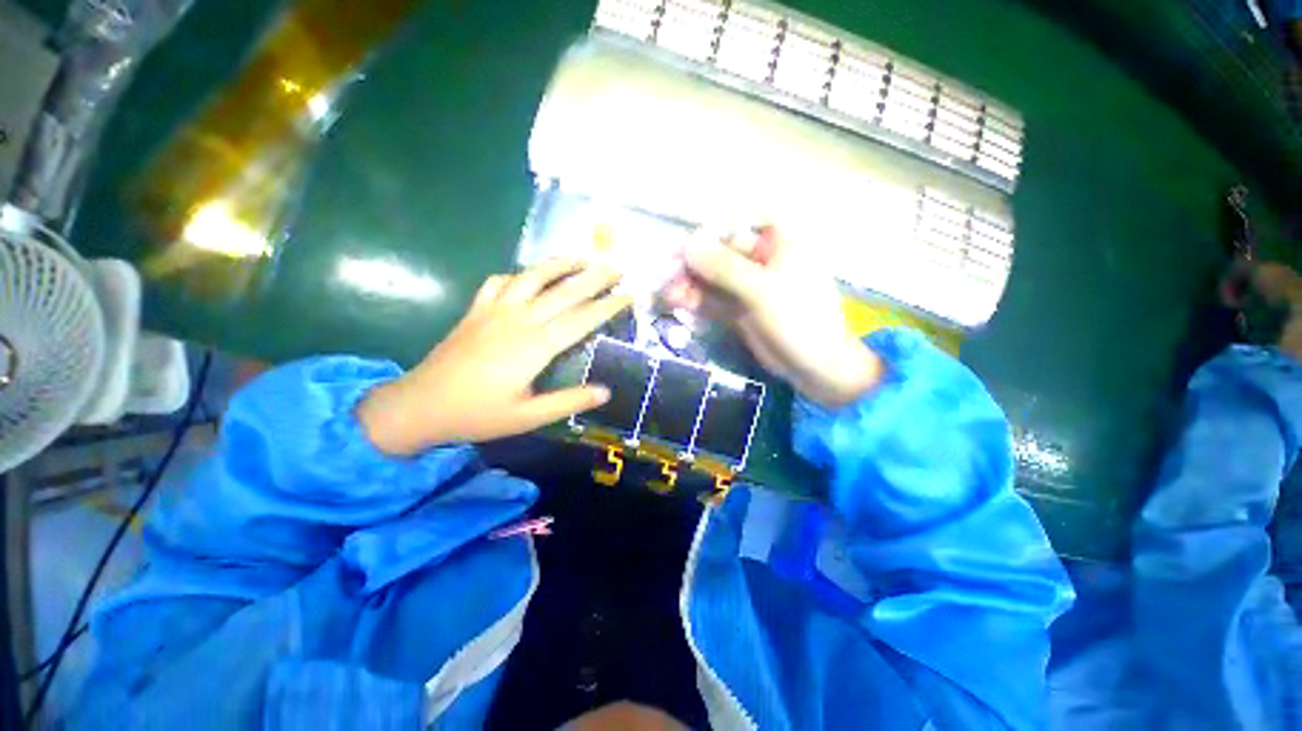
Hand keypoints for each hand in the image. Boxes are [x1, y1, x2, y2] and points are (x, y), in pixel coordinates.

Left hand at [358, 260, 631, 454]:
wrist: (419, 405)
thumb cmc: (477, 414)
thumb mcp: (528, 417)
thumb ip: (568, 401)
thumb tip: (606, 391)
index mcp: (534, 346)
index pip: (580, 319)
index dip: (607, 306)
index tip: (629, 295)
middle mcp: (518, 320)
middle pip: (563, 291)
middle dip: (594, 277)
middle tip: (617, 267)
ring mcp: (494, 310)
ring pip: (532, 277)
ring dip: (559, 265)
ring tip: (581, 258)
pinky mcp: (476, 310)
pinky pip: (500, 282)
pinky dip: (519, 275)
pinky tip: (527, 277)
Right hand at [662, 225, 881, 406]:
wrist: (815, 366)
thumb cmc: (799, 319)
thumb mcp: (762, 290)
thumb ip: (724, 268)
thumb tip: (688, 245)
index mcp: (781, 240)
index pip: (742, 217)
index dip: (713, 226)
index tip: (688, 241)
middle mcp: (763, 257)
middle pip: (720, 250)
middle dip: (694, 261)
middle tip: (666, 272)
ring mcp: (749, 284)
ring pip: (713, 276)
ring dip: (690, 282)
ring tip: (666, 292)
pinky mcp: (739, 307)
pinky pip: (713, 297)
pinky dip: (696, 300)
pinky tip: (677, 302)